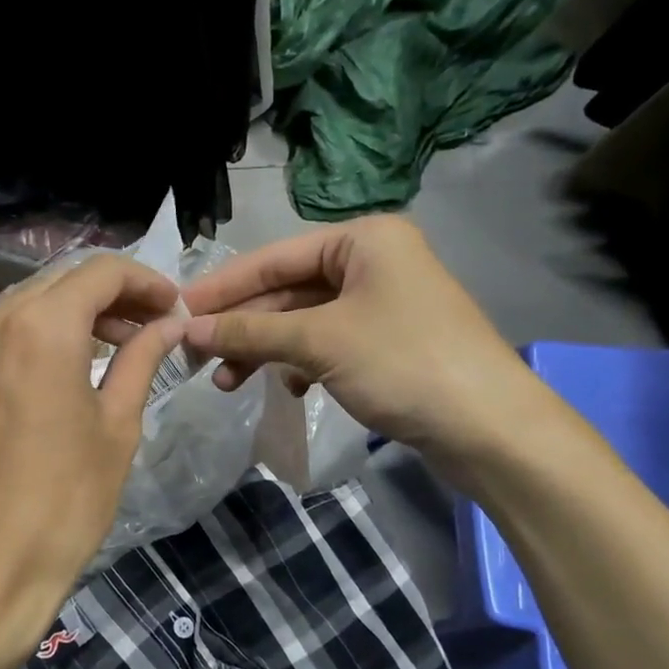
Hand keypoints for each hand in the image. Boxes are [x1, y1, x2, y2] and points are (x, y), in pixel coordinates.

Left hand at [0, 254, 184, 662]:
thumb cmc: (66, 501)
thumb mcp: (117, 426)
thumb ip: (142, 359)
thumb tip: (169, 324)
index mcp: (40, 328)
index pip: (100, 272)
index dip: (144, 281)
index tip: (172, 307)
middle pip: (60, 282)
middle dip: (110, 296)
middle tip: (148, 327)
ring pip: (26, 303)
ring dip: (72, 314)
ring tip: (111, 346)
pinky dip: (34, 334)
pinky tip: (61, 364)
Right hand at [180, 216, 550, 482]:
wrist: (490, 429)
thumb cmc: (403, 364)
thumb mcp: (318, 342)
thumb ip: (251, 330)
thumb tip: (190, 329)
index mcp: (362, 239)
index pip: (274, 257)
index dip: (224, 286)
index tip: (178, 310)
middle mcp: (372, 261)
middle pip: (287, 290)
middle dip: (243, 326)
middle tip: (196, 355)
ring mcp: (381, 303)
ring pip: (303, 321)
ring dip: (265, 350)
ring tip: (227, 383)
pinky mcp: (386, 342)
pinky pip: (326, 344)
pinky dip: (299, 364)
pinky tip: (288, 390)